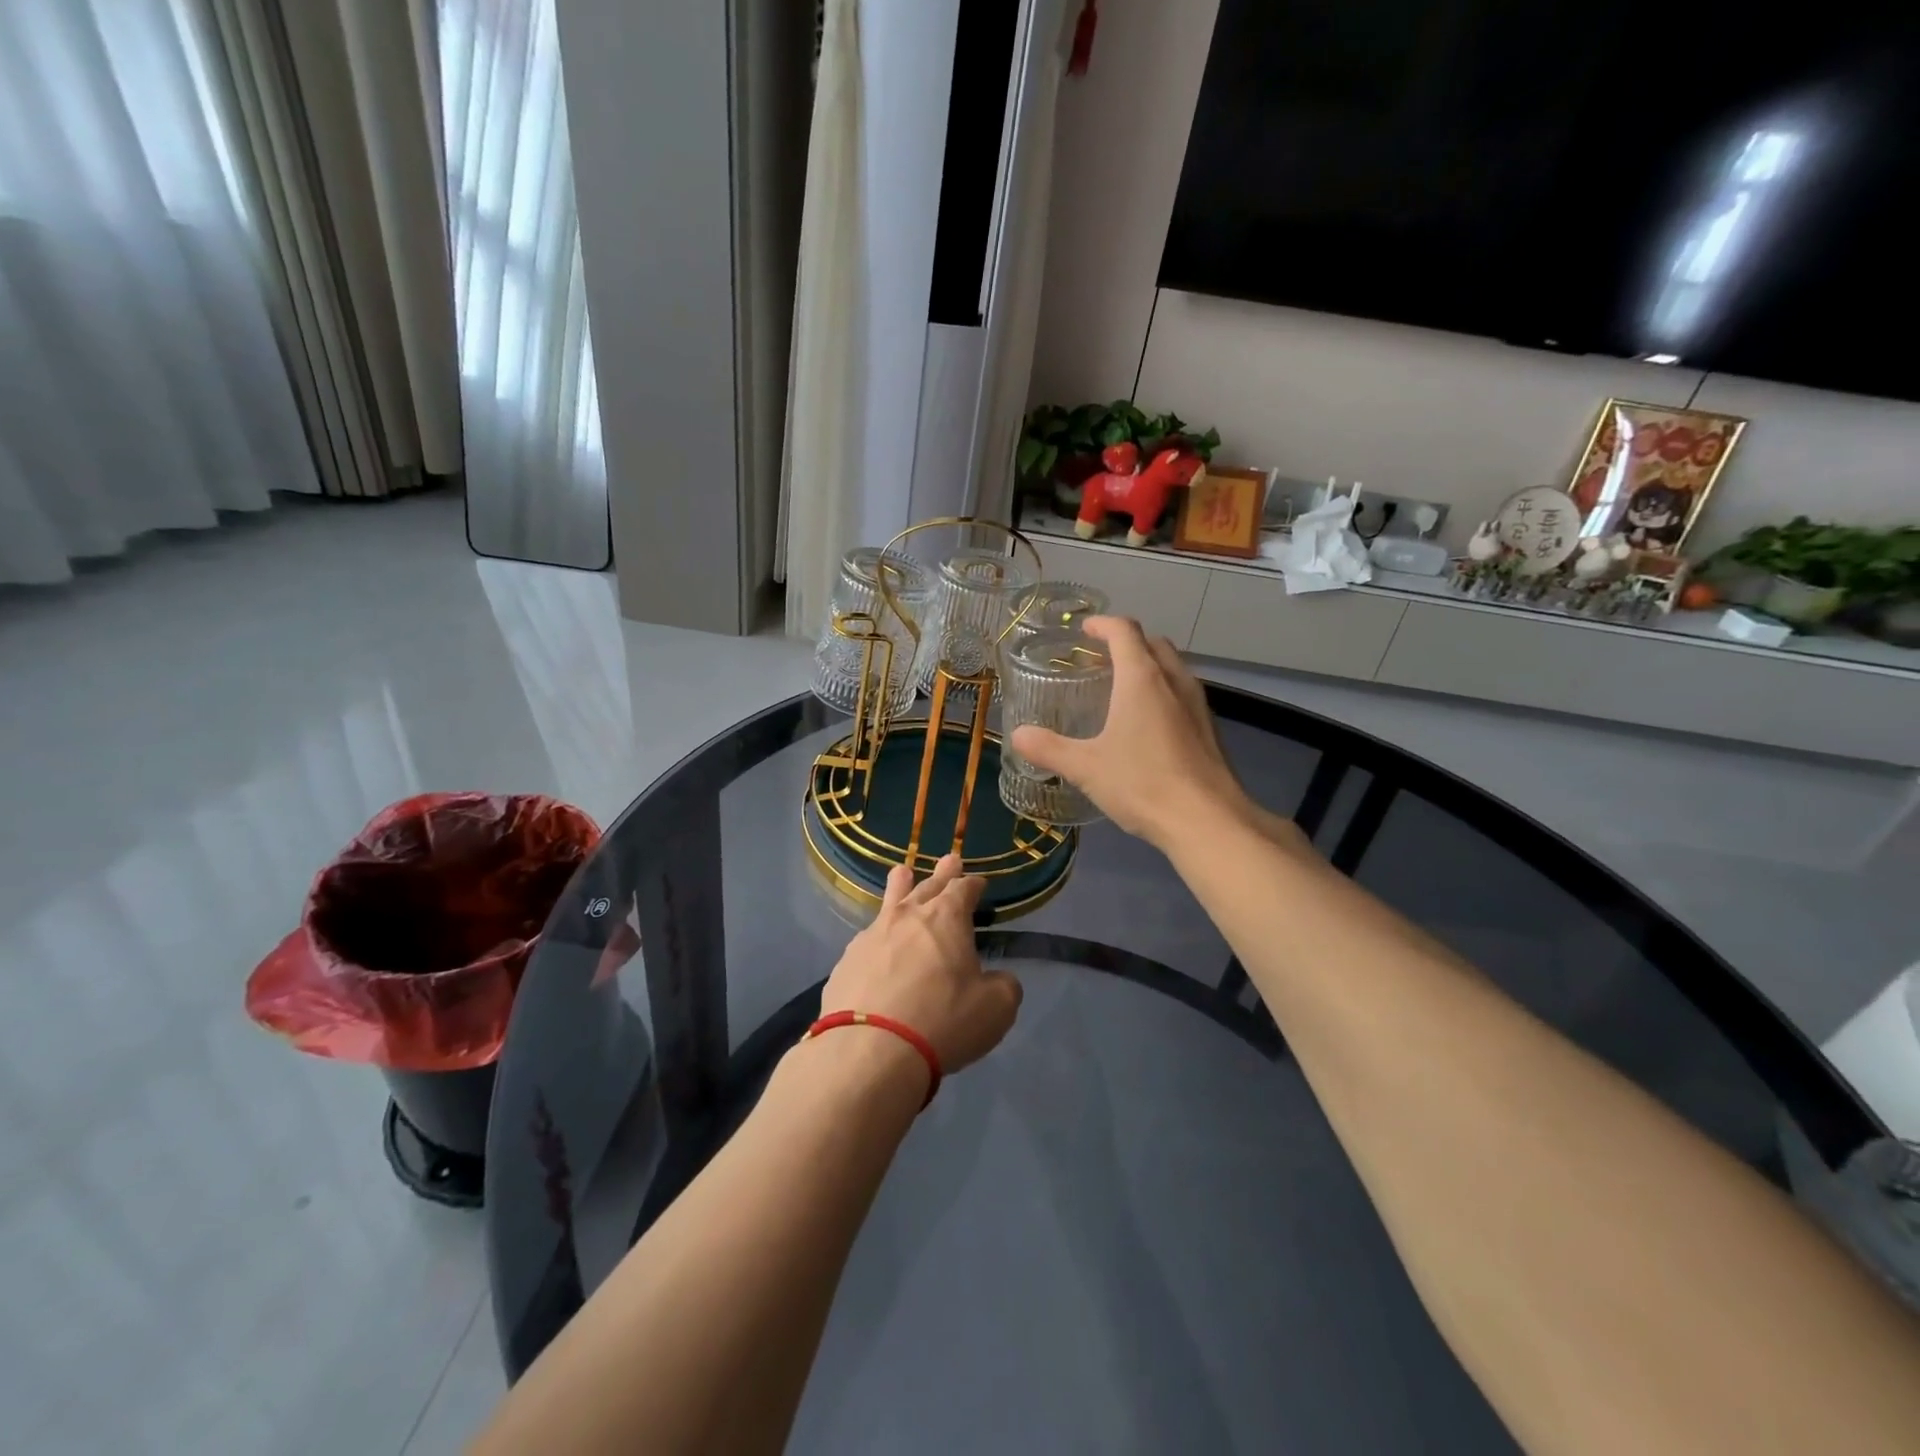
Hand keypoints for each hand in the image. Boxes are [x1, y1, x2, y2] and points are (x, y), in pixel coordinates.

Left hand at [819, 854, 1022, 1078]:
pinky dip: (879, 934)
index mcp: (947, 918)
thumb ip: (1004, 986)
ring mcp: (872, 935)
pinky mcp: (847, 961)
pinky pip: (868, 937)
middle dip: (943, 874)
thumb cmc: (942, 1021)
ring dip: (901, 886)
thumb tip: (1000, 979)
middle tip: (950, 860)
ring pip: (890, 900)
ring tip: (902, 873)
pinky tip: (877, 942)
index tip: (979, 883)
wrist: (870, 1050)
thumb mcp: (995, 1009)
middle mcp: (908, 916)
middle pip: (928, 886)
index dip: (974, 884)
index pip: (964, 889)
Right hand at [1009, 616, 1262, 852]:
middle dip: (1127, 642)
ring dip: (1149, 666)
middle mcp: (1173, 681)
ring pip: (1173, 667)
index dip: (1102, 625)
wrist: (1207, 820)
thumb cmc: (1142, 784)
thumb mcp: (1085, 767)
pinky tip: (1149, 724)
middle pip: (1152, 643)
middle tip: (1100, 659)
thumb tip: (1018, 735)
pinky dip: (1164, 691)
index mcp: (1142, 679)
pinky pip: (1183, 693)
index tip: (1084, 630)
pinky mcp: (1210, 729)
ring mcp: (1197, 704)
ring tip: (1123, 688)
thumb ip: (1049, 748)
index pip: (1124, 631)